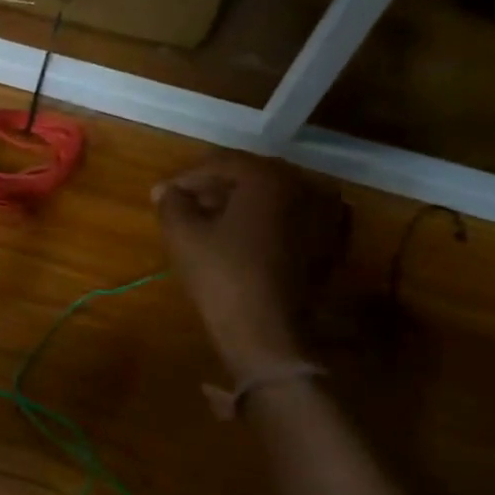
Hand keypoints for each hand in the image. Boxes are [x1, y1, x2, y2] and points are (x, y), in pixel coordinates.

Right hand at [153, 154, 345, 378]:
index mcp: (268, 176)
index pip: (221, 163)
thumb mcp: (183, 235)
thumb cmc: (222, 275)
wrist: (268, 331)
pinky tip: (244, 241)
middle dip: (215, 189)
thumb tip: (166, 191)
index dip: (187, 178)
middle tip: (185, 207)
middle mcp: (303, 185)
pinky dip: (266, 223)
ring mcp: (325, 214)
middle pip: (250, 177)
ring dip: (241, 206)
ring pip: (273, 199)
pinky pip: (291, 220)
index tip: (163, 195)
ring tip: (211, 225)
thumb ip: (171, 203)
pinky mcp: (331, 244)